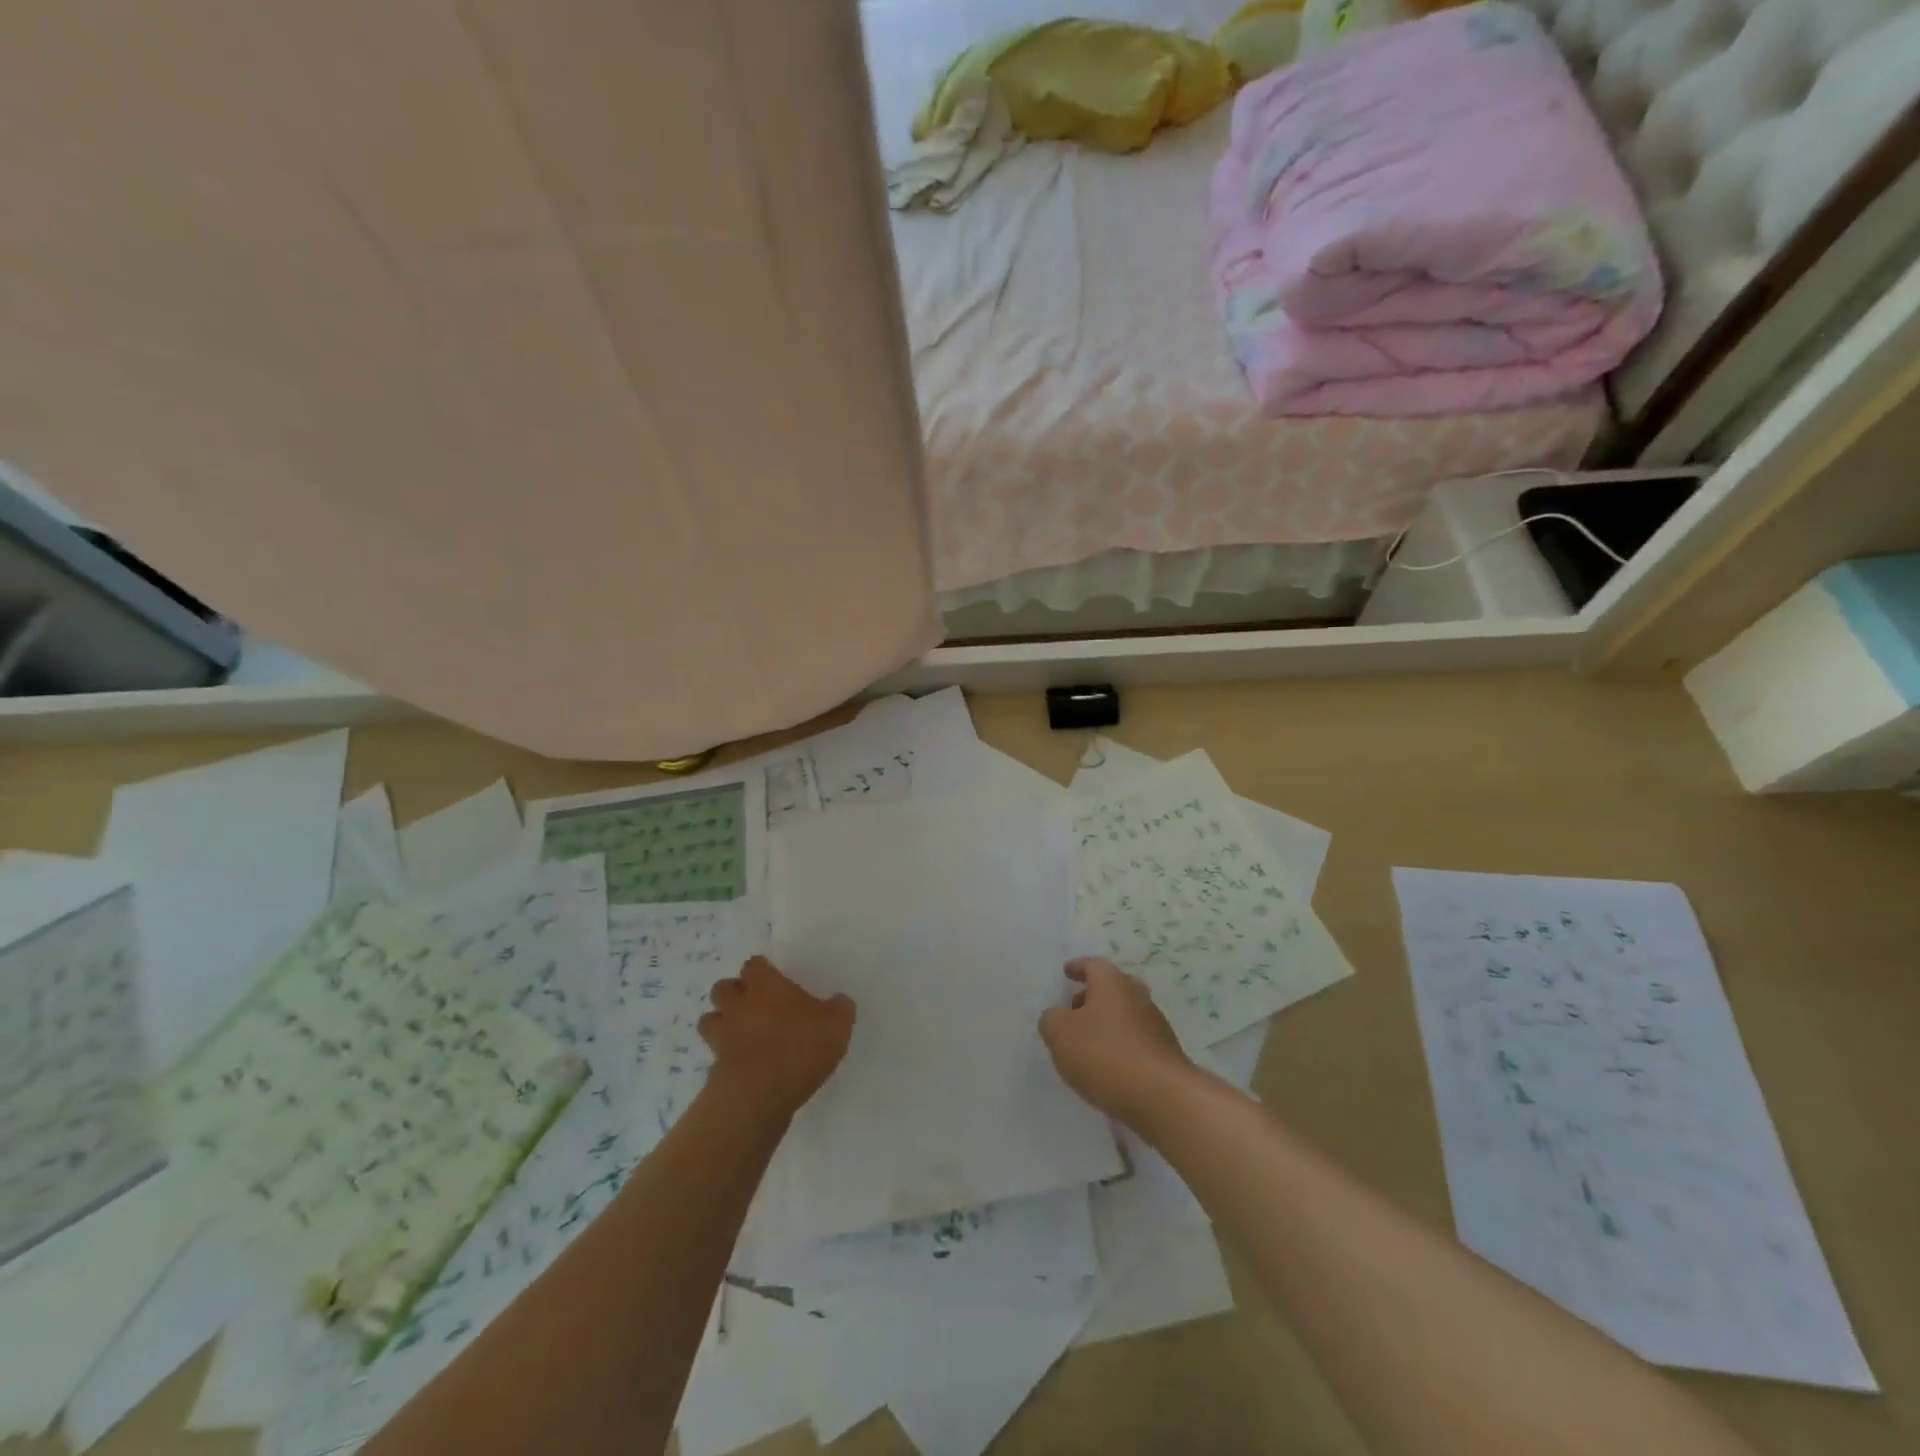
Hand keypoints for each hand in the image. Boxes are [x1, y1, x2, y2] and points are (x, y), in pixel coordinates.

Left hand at [699, 956, 854, 1121]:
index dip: (762, 971)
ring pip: (710, 1019)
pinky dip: (725, 1056)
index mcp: (766, 986)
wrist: (759, 1094)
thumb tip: (839, 1001)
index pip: (754, 964)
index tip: (775, 981)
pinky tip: (745, 1066)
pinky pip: (714, 1054)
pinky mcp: (715, 1067)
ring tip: (743, 1034)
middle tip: (756, 1006)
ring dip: (722, 1023)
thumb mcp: (837, 1024)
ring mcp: (722, 1036)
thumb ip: (839, 1008)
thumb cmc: (800, 1047)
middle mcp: (739, 1005)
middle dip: (735, 994)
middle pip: (723, 987)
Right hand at [1038, 957, 1193, 1124]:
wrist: (1162, 1097)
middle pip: (1114, 987)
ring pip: (1126, 1015)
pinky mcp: (1165, 1055)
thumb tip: (1056, 1017)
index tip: (1066, 972)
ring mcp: (1156, 1026)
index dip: (1078, 967)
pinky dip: (1120, 1046)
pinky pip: (1136, 1041)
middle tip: (1074, 1009)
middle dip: (1093, 995)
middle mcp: (1137, 996)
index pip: (1093, 964)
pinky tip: (1108, 1066)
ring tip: (1087, 1044)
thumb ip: (1051, 1019)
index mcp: (1113, 983)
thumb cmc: (1104, 1055)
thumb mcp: (1060, 1034)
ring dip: (1107, 1023)